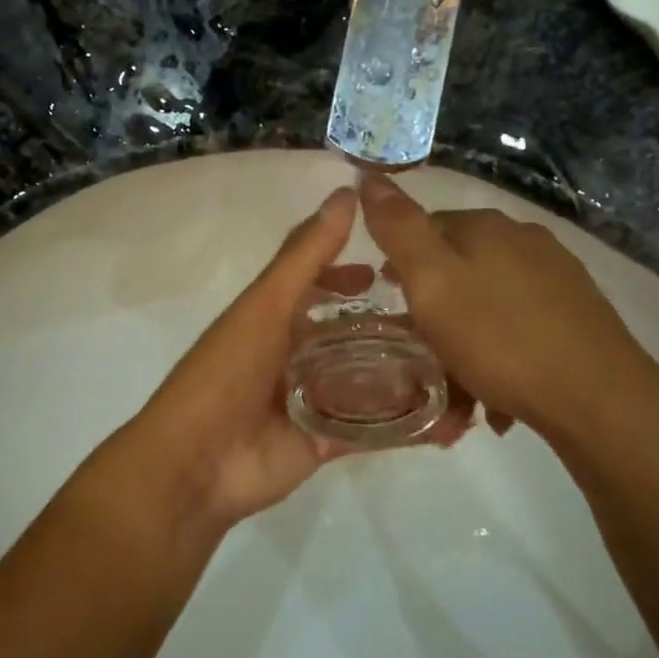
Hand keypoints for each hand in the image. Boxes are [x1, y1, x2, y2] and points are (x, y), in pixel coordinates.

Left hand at [90, 187, 470, 535]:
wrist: (196, 464)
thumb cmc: (226, 373)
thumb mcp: (266, 305)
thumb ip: (306, 255)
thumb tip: (347, 193)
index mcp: (275, 321)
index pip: (320, 289)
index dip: (351, 277)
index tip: (395, 270)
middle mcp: (295, 358)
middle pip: (351, 336)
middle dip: (392, 329)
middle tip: (447, 322)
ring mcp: (312, 402)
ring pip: (368, 381)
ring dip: (408, 374)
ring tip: (463, 366)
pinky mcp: (326, 443)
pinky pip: (374, 429)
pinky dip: (408, 425)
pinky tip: (452, 419)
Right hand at [358, 174, 655, 435]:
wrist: (595, 395)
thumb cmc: (498, 338)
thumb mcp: (432, 282)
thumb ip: (398, 229)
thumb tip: (369, 176)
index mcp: (485, 227)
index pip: (425, 228)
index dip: (399, 266)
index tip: (388, 308)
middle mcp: (524, 240)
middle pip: (458, 270)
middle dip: (434, 311)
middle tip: (418, 356)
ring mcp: (556, 276)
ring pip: (488, 304)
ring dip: (465, 342)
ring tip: (455, 391)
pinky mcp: (578, 314)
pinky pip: (519, 329)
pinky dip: (499, 356)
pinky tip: (496, 395)